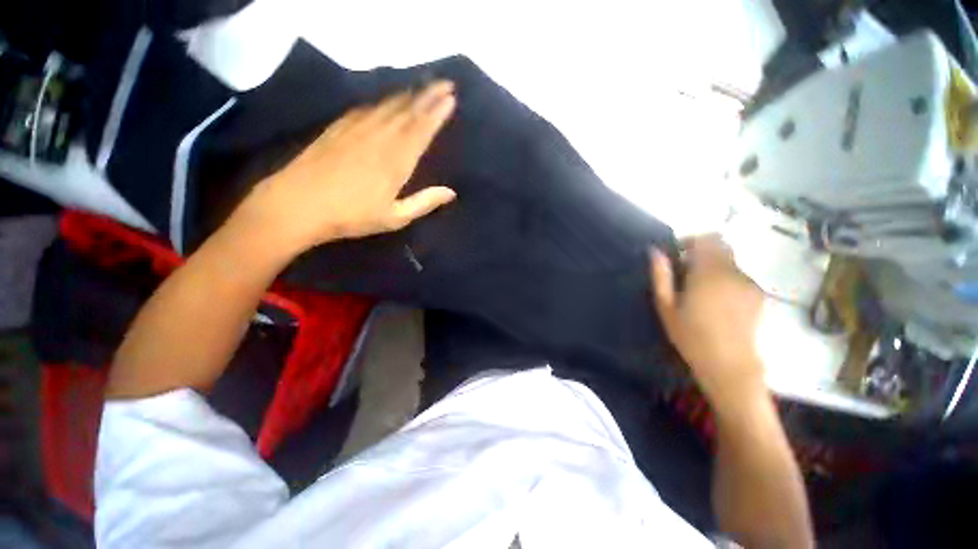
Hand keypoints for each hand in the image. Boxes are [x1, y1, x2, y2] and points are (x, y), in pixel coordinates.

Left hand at [234, 80, 457, 254]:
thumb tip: (451, 192)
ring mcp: (358, 128)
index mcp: (397, 160)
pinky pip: (367, 107)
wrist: (299, 204)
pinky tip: (388, 100)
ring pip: (389, 105)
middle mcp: (381, 137)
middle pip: (408, 110)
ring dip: (409, 94)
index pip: (422, 128)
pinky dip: (383, 101)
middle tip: (445, 83)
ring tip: (423, 87)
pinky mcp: (340, 126)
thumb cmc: (352, 215)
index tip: (451, 98)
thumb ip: (424, 202)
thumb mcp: (395, 217)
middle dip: (429, 95)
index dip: (437, 112)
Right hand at [650, 235, 767, 413]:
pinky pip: (739, 276)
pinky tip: (717, 301)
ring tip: (700, 290)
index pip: (706, 239)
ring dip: (713, 267)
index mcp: (708, 273)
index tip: (677, 254)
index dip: (690, 241)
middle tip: (685, 272)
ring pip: (730, 262)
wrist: (730, 365)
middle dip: (701, 252)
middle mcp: (734, 272)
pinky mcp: (758, 295)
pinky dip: (726, 279)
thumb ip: (661, 276)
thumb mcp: (666, 306)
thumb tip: (654, 252)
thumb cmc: (691, 336)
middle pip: (721, 246)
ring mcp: (749, 283)